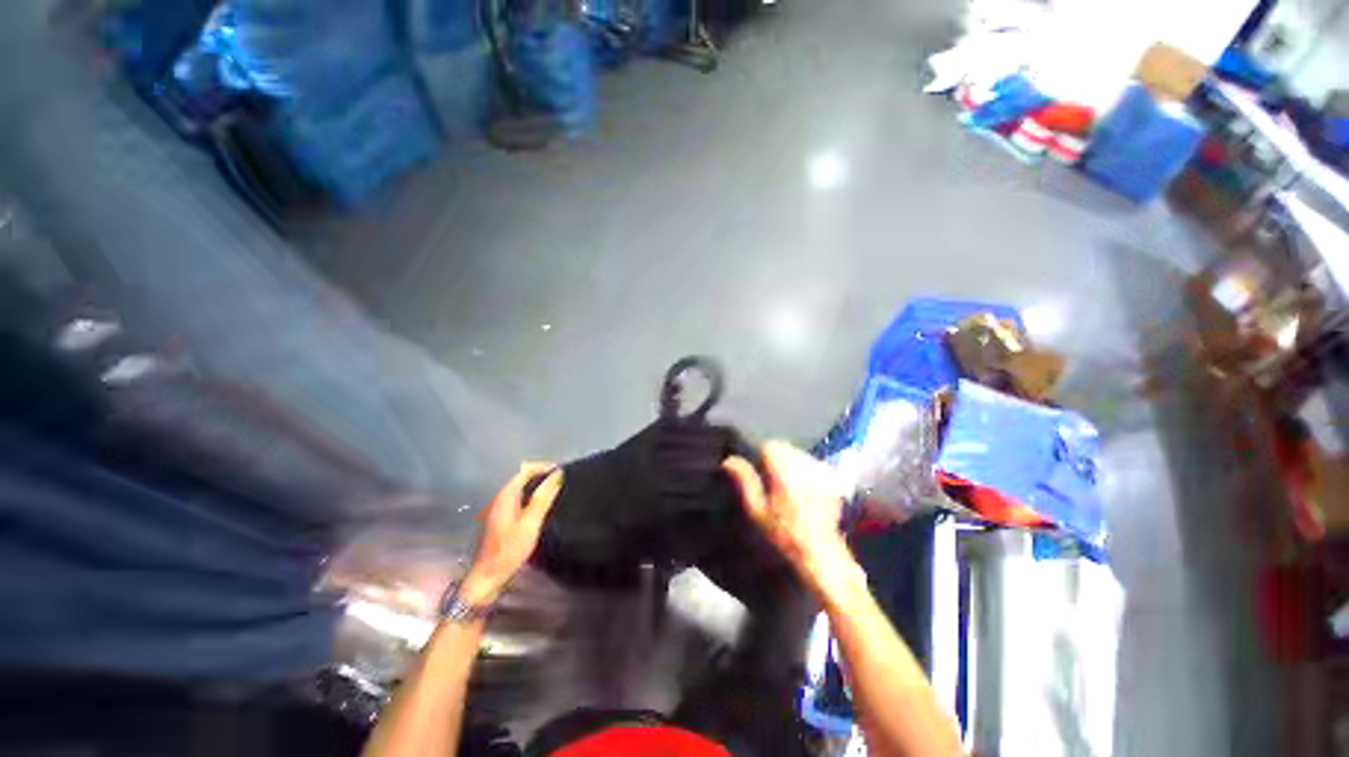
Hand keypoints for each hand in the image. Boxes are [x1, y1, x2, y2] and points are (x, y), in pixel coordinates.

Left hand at [460, 463, 562, 605]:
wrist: (487, 577)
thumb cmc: (509, 549)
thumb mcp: (531, 522)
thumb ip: (543, 497)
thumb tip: (558, 473)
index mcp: (506, 494)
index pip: (525, 469)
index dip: (544, 467)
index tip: (562, 472)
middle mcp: (501, 497)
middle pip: (523, 477)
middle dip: (542, 475)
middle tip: (563, 482)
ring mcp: (499, 507)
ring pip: (522, 488)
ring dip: (538, 486)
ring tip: (557, 492)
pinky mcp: (502, 518)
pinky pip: (520, 498)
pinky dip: (532, 496)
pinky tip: (543, 507)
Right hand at [722, 441, 859, 595]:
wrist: (820, 551)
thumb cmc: (783, 533)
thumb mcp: (757, 510)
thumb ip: (745, 480)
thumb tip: (729, 460)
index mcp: (785, 471)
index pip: (769, 446)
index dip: (762, 458)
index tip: (762, 476)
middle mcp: (804, 465)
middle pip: (785, 447)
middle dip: (777, 459)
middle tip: (774, 483)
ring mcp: (821, 470)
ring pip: (799, 453)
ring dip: (791, 464)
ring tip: (790, 487)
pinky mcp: (832, 477)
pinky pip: (813, 462)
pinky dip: (806, 470)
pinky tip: (806, 490)